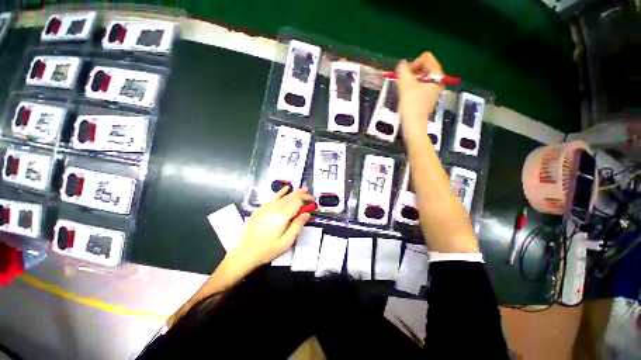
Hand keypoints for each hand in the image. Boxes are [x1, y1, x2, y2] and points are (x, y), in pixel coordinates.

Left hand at [228, 186, 313, 268]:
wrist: (243, 254)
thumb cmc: (267, 250)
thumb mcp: (286, 242)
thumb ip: (297, 226)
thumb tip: (307, 213)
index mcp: (282, 216)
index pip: (297, 203)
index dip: (306, 200)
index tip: (313, 201)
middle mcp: (274, 209)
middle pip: (291, 197)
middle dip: (302, 193)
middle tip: (310, 192)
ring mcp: (266, 208)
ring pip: (283, 196)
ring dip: (294, 192)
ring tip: (302, 188)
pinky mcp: (260, 209)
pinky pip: (273, 197)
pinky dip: (280, 192)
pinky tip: (285, 189)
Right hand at [397, 52, 443, 135]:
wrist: (414, 125)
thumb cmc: (410, 104)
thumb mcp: (405, 85)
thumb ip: (402, 70)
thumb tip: (402, 64)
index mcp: (437, 75)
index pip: (426, 58)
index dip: (413, 63)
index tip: (404, 75)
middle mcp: (439, 80)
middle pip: (425, 67)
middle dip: (412, 72)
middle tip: (403, 82)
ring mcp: (435, 90)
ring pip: (423, 77)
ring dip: (412, 80)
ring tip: (404, 89)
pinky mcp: (430, 98)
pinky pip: (422, 86)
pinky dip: (414, 88)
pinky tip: (408, 96)